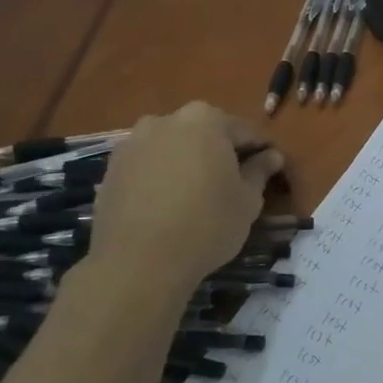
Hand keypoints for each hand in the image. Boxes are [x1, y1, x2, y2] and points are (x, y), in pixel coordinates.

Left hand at [88, 103, 283, 288]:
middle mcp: (166, 120)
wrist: (139, 262)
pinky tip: (170, 205)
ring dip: (189, 163)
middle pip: (205, 133)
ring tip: (199, 196)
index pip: (245, 131)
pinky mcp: (111, 169)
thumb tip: (271, 156)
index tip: (270, 172)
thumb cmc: (207, 224)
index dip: (261, 152)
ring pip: (174, 148)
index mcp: (205, 120)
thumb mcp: (248, 200)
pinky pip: (149, 166)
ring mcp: (133, 143)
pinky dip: (163, 177)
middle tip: (234, 184)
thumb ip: (260, 171)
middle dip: (222, 153)